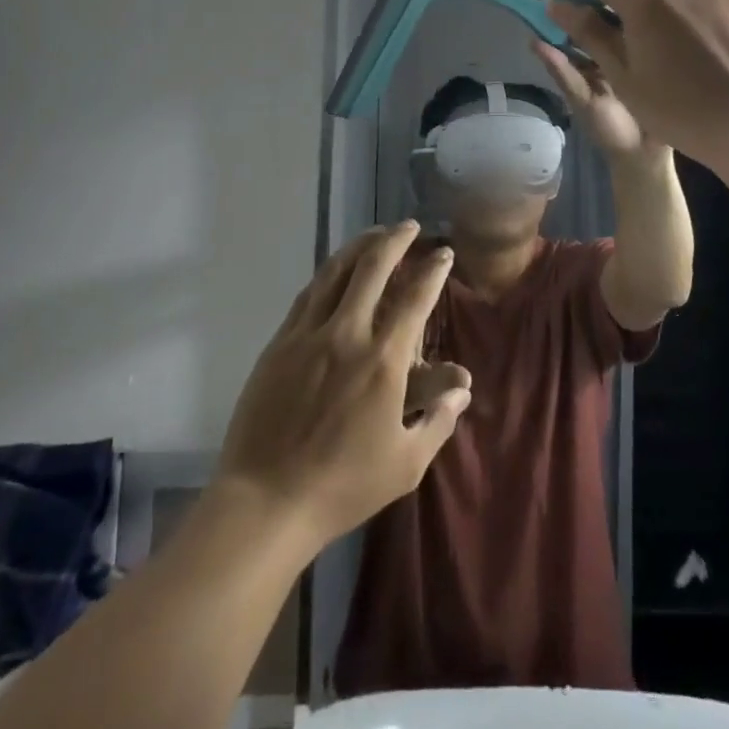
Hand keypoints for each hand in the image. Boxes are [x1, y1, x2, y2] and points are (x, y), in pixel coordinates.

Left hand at [216, 223, 470, 546]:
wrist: (266, 502)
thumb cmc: (343, 486)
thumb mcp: (406, 464)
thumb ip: (438, 420)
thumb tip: (462, 388)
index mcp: (383, 361)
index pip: (415, 298)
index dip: (433, 270)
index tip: (443, 253)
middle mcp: (347, 334)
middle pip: (373, 268)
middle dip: (395, 239)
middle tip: (409, 226)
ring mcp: (308, 335)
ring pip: (336, 272)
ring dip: (360, 246)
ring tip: (376, 235)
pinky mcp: (279, 344)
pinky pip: (308, 294)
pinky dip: (328, 273)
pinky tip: (336, 270)